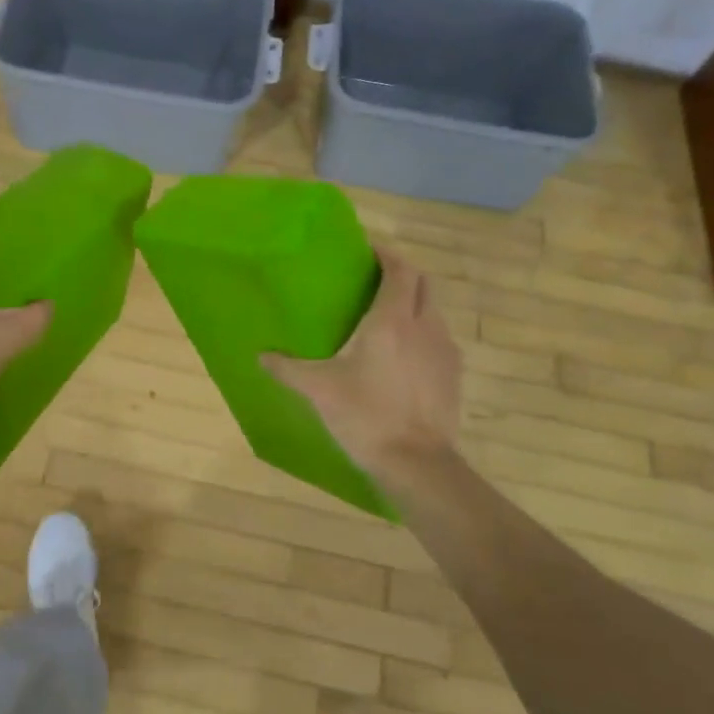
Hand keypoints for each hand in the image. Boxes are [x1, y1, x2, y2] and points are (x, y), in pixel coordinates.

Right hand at [262, 249, 461, 474]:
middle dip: (403, 274)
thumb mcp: (319, 389)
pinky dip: (423, 333)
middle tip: (376, 280)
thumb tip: (261, 356)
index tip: (369, 250)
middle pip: (423, 284)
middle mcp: (424, 326)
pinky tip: (403, 355)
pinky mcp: (453, 374)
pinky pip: (439, 339)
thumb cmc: (365, 415)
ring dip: (414, 304)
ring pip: (433, 311)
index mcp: (391, 320)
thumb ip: (288, 368)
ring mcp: (444, 350)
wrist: (416, 462)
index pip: (400, 270)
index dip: (388, 254)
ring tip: (387, 317)